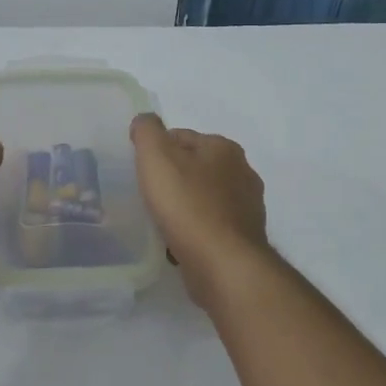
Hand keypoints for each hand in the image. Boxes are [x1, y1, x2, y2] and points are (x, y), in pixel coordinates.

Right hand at [129, 113, 269, 302]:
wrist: (223, 264)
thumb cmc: (188, 206)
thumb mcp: (157, 158)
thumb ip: (147, 131)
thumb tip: (145, 121)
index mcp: (224, 148)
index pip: (181, 137)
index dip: (156, 151)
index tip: (138, 171)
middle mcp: (242, 172)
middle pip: (194, 168)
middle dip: (172, 180)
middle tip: (146, 197)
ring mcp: (246, 207)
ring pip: (203, 199)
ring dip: (183, 207)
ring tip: (158, 222)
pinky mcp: (244, 237)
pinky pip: (210, 226)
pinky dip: (194, 231)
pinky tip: (176, 243)